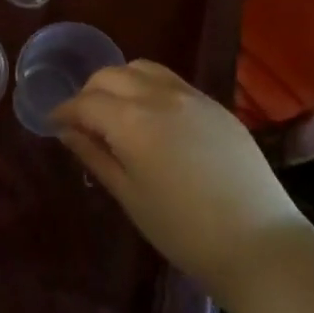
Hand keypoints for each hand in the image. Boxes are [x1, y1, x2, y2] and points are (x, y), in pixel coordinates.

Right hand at [53, 61, 310, 303]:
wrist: (259, 244)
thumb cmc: (183, 230)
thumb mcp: (129, 196)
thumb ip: (95, 156)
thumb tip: (67, 132)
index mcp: (132, 121)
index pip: (85, 102)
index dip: (64, 111)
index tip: (54, 124)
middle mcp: (159, 96)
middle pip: (111, 75)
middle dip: (89, 92)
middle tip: (83, 120)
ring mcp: (192, 96)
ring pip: (142, 69)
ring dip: (120, 82)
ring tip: (117, 112)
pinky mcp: (216, 105)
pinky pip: (171, 81)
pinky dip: (150, 88)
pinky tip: (153, 117)